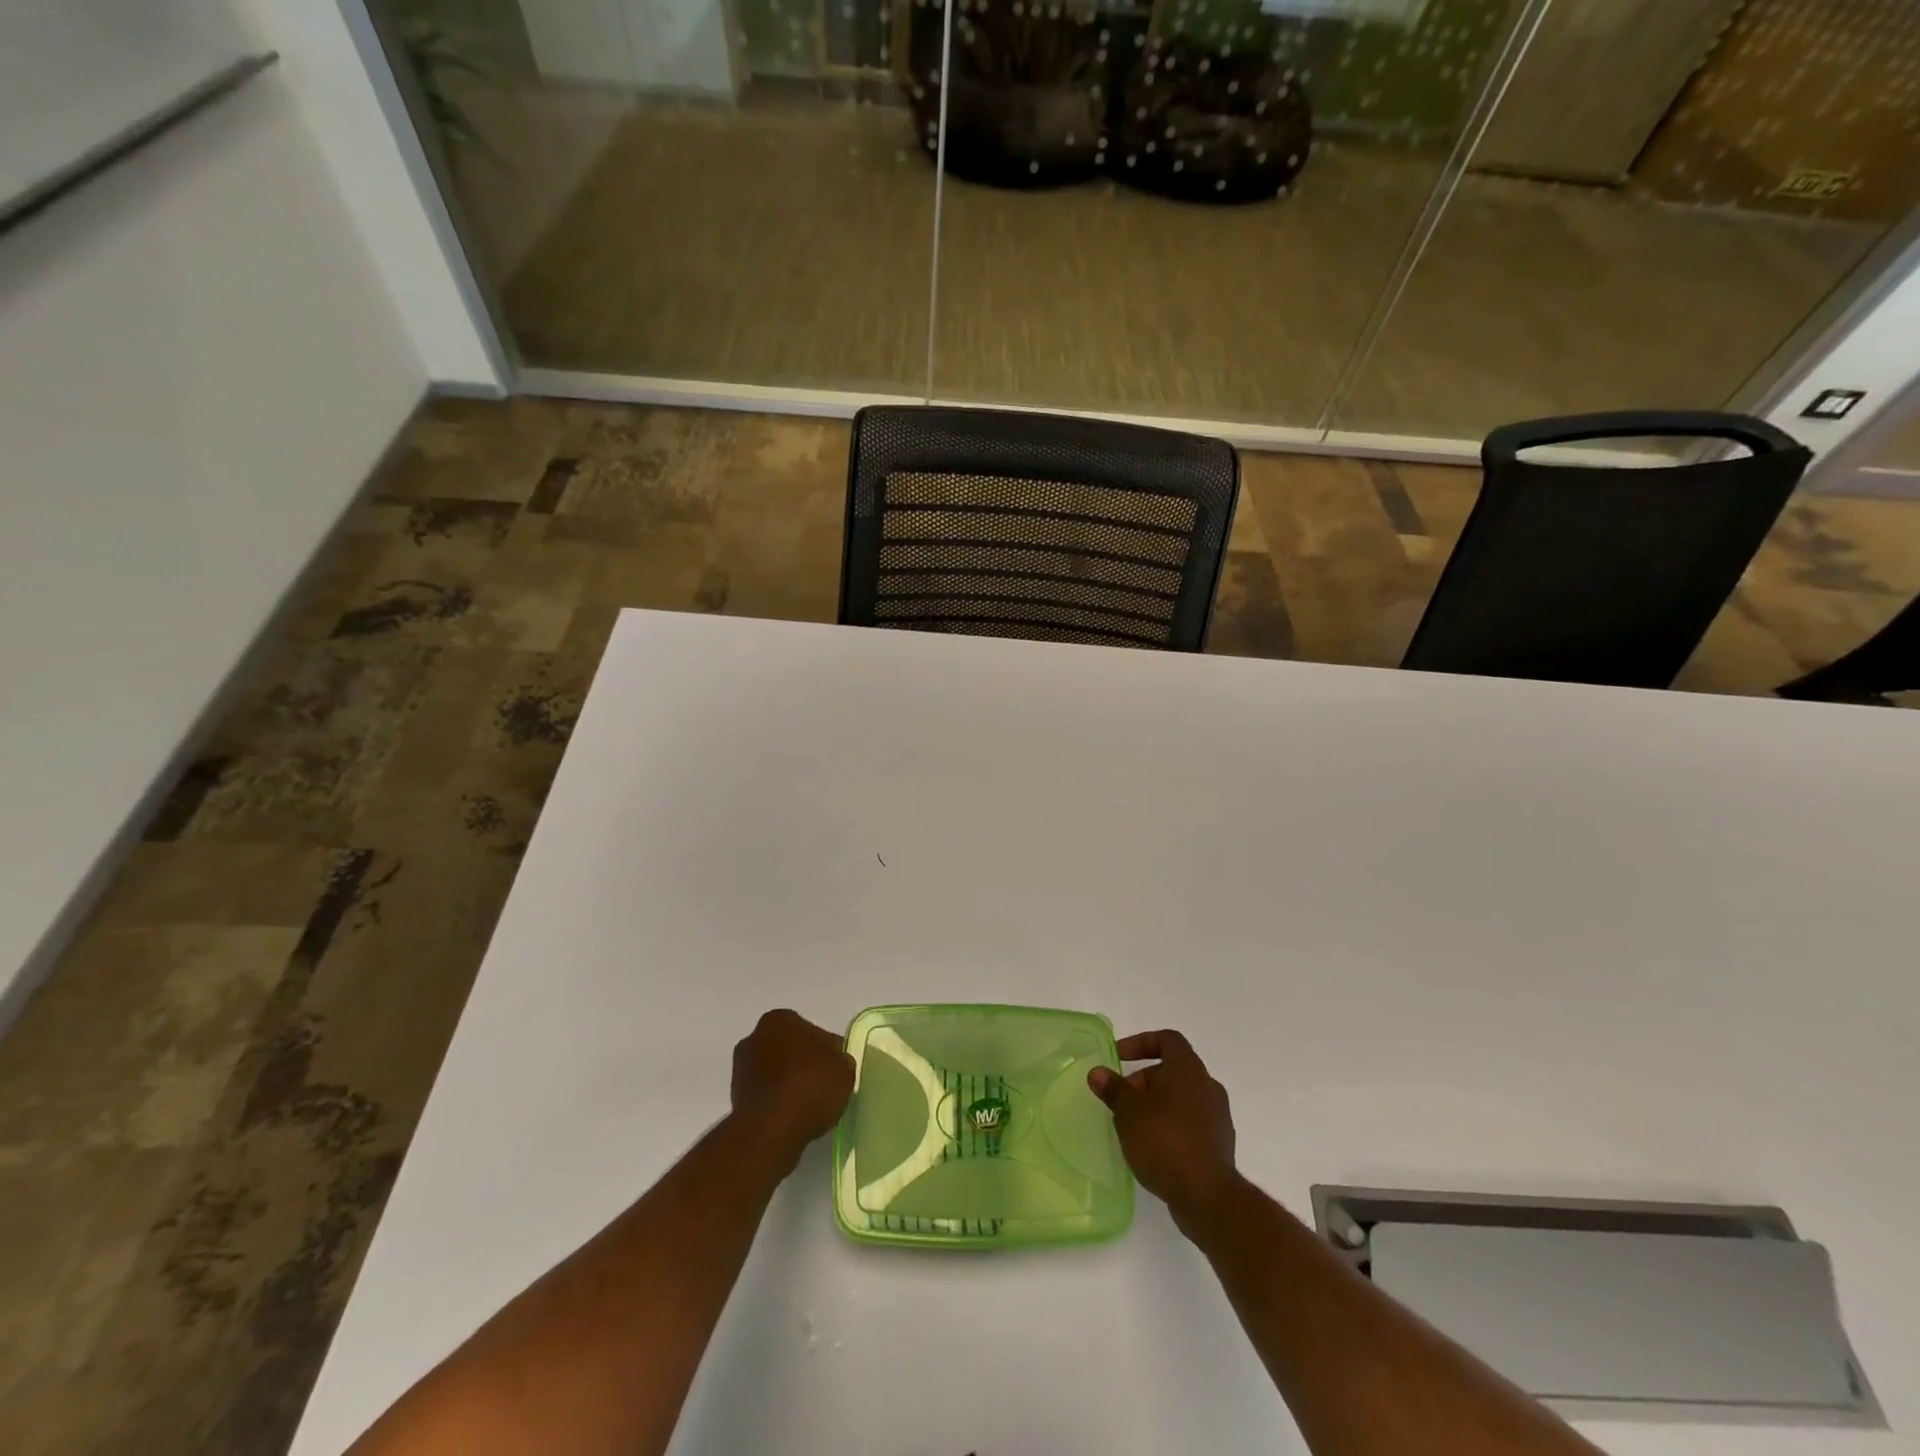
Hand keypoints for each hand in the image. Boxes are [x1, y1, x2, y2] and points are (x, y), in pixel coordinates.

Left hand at [730, 1009, 854, 1170]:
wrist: (770, 1131)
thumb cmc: (809, 1087)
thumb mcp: (844, 1069)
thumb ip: (840, 1060)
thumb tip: (834, 1063)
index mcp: (780, 1019)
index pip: (813, 1032)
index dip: (828, 1052)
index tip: (836, 1071)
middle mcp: (755, 1037)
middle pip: (790, 1050)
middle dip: (803, 1065)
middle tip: (823, 1087)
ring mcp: (741, 1070)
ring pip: (775, 1073)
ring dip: (789, 1085)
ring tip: (809, 1107)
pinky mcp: (735, 1100)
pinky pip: (766, 1096)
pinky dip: (778, 1104)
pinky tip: (793, 1118)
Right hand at [1089, 1030, 1238, 1229]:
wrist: (1207, 1196)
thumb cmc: (1164, 1141)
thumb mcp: (1129, 1112)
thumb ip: (1113, 1089)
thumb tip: (1098, 1073)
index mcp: (1189, 1069)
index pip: (1167, 1039)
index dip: (1141, 1042)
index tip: (1119, 1058)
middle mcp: (1208, 1086)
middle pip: (1173, 1070)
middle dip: (1144, 1079)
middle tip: (1122, 1100)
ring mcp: (1218, 1117)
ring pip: (1182, 1097)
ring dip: (1156, 1104)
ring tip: (1133, 1126)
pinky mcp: (1219, 1144)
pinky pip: (1190, 1122)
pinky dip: (1170, 1125)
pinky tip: (1153, 1147)